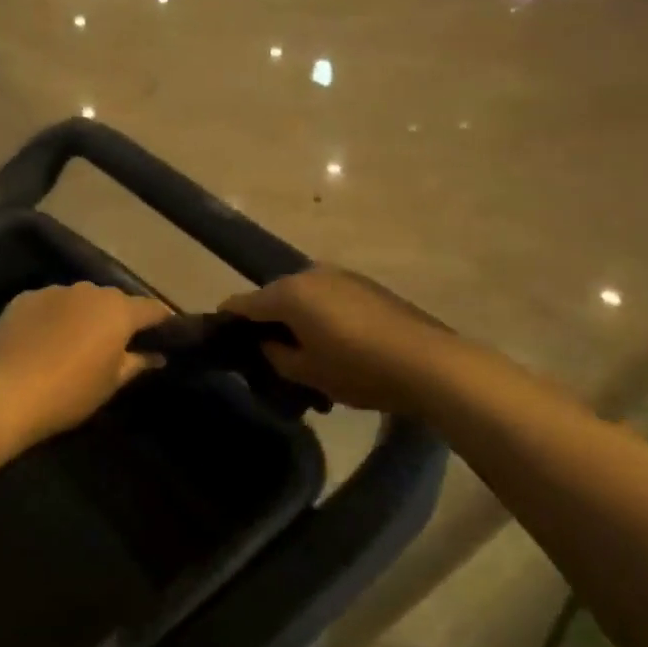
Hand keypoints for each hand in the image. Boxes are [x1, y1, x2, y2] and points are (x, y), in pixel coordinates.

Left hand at [0, 284, 169, 453]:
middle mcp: (89, 291)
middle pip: (114, 300)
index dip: (161, 321)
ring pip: (79, 299)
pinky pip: (49, 304)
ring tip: (77, 341)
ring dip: (84, 315)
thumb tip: (157, 356)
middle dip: (119, 317)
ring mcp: (53, 291)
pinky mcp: (23, 298)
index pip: (151, 308)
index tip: (165, 334)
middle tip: (117, 343)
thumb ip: (137, 363)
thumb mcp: (110, 384)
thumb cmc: (68, 393)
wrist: (3, 395)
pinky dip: (54, 317)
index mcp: (118, 311)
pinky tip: (44, 341)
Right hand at [221, 266, 451, 416]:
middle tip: (268, 354)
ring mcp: (341, 276)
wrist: (427, 362)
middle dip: (267, 321)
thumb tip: (268, 344)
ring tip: (306, 352)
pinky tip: (335, 343)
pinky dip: (322, 315)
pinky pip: (329, 297)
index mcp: (289, 293)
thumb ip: (276, 356)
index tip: (220, 335)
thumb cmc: (357, 368)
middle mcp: (310, 274)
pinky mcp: (366, 284)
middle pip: (275, 296)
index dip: (228, 319)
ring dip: (298, 318)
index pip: (243, 303)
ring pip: (304, 296)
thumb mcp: (307, 372)